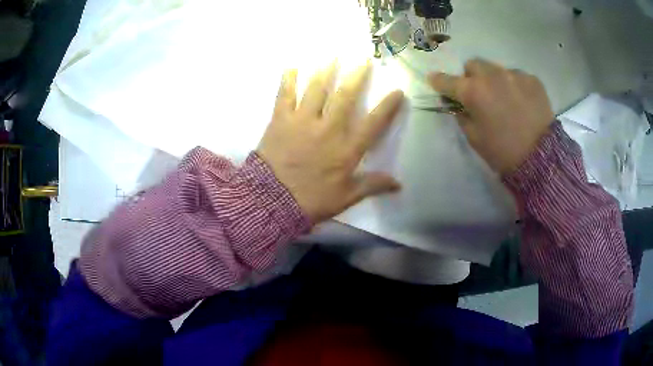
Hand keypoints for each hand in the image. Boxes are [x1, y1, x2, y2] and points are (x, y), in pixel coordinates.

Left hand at [257, 63, 403, 223]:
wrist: (272, 201)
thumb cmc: (310, 200)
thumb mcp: (345, 198)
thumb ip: (372, 186)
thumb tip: (398, 184)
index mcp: (346, 149)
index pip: (373, 123)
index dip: (387, 107)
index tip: (397, 91)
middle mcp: (328, 129)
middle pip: (345, 97)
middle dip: (356, 76)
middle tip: (363, 60)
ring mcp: (302, 121)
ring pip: (316, 90)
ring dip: (325, 71)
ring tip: (332, 55)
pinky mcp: (280, 120)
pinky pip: (285, 95)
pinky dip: (288, 80)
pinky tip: (292, 66)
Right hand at [428, 59, 554, 174]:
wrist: (541, 159)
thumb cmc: (503, 152)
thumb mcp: (474, 138)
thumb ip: (462, 115)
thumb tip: (458, 104)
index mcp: (473, 92)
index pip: (447, 80)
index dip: (439, 81)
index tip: (436, 81)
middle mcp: (492, 75)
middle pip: (473, 64)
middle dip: (471, 76)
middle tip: (479, 93)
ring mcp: (514, 74)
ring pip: (496, 68)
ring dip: (494, 80)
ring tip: (505, 98)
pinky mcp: (532, 79)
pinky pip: (516, 76)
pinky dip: (514, 86)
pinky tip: (522, 102)